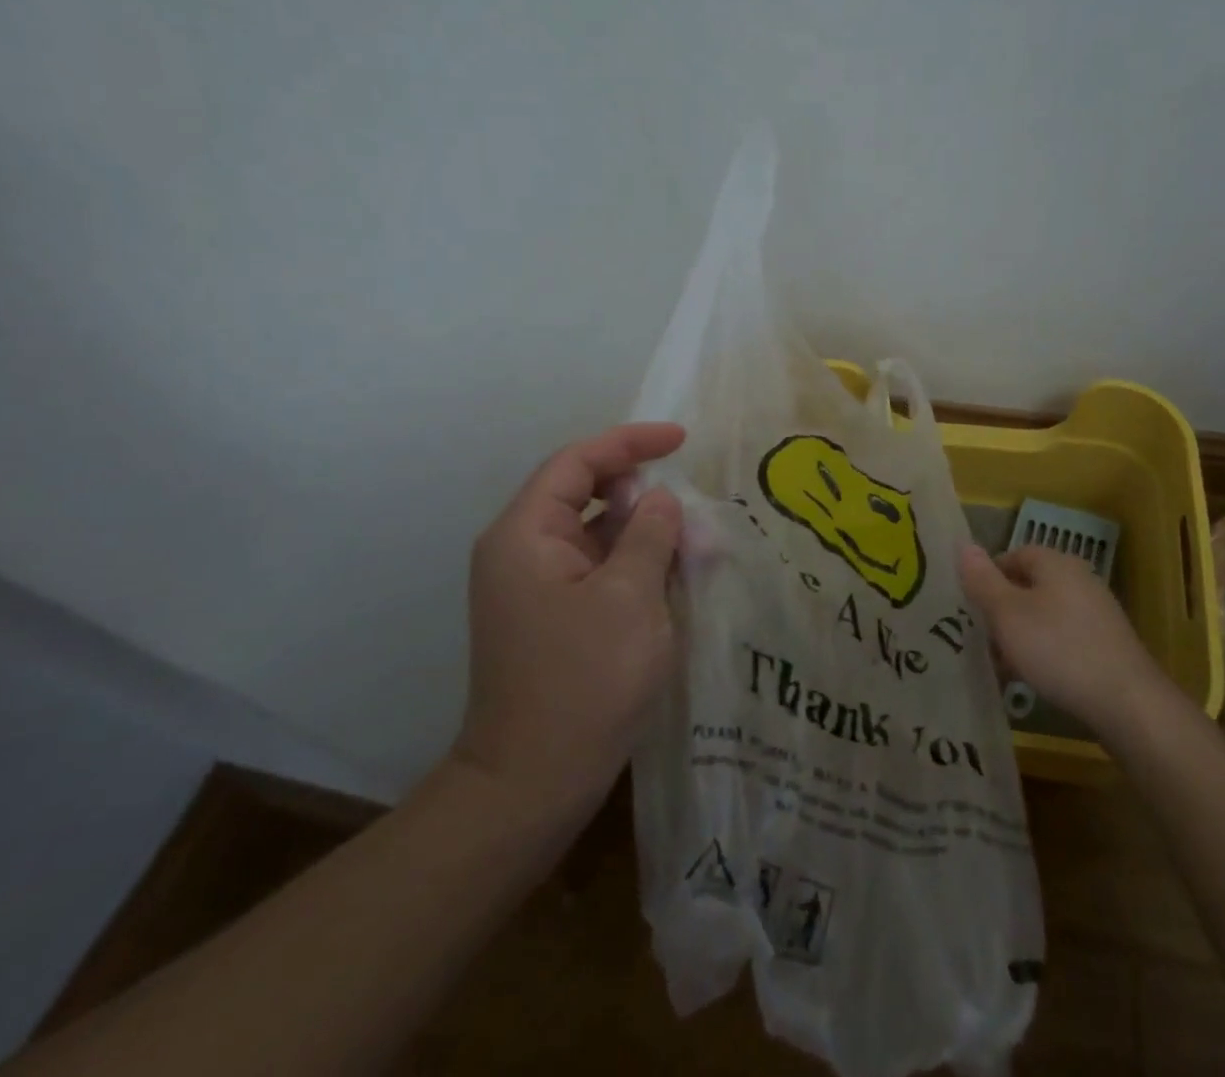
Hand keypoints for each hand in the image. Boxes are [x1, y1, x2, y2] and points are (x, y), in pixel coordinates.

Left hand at [451, 423, 686, 810]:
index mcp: (526, 535)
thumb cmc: (583, 680)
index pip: (577, 462)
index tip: (680, 440)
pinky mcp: (558, 617)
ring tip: (700, 547)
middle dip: (645, 495)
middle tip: (694, 508)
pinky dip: (640, 566)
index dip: (629, 442)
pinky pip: (602, 571)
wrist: (534, 784)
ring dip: (649, 534)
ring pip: (601, 536)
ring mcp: (539, 587)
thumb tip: (659, 499)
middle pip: (588, 496)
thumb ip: (649, 534)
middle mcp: (525, 552)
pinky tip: (680, 578)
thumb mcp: (629, 597)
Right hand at [958, 543, 1179, 738]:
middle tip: (982, 637)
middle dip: (1002, 610)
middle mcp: (1079, 579)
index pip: (1014, 554)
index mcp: (1056, 563)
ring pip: (1045, 615)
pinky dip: (1045, 652)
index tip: (970, 606)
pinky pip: (1064, 638)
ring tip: (1003, 664)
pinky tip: (1035, 679)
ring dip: (1021, 635)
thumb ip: (982, 580)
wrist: (1127, 703)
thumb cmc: (1058, 649)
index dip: (988, 576)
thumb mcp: (1007, 614)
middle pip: (1029, 585)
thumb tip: (963, 545)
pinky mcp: (1106, 644)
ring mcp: (1097, 613)